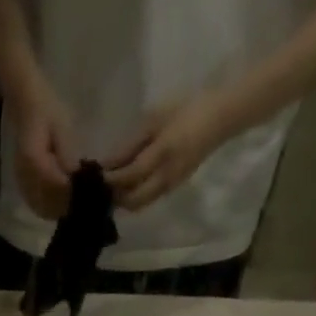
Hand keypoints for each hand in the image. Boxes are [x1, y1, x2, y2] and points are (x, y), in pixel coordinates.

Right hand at [10, 88, 78, 220]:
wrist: (28, 109)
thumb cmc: (47, 112)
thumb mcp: (62, 127)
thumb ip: (67, 153)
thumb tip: (76, 175)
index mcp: (32, 159)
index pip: (53, 182)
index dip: (69, 190)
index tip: (86, 191)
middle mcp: (24, 176)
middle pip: (47, 199)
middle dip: (66, 202)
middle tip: (85, 200)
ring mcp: (22, 184)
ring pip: (42, 207)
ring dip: (59, 209)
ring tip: (76, 204)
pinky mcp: (23, 189)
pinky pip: (37, 206)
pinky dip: (51, 209)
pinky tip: (63, 205)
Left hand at [105, 95, 233, 211]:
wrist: (220, 117)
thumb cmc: (186, 110)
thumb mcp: (155, 119)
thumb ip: (131, 144)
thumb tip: (107, 164)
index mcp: (163, 154)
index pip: (130, 175)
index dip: (111, 179)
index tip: (94, 177)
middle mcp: (166, 176)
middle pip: (132, 200)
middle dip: (115, 196)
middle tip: (101, 187)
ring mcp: (170, 185)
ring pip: (139, 205)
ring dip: (123, 201)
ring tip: (111, 189)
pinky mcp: (173, 188)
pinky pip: (147, 200)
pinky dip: (133, 198)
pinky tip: (125, 188)